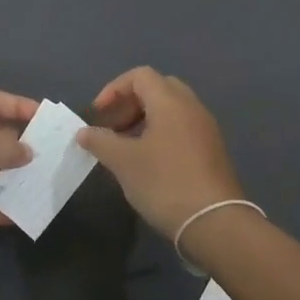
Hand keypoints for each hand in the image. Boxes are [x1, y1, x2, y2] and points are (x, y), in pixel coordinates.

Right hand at [76, 67, 245, 238]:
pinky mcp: (212, 151)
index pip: (140, 76)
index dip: (114, 89)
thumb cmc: (165, 183)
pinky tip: (149, 163)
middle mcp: (192, 107)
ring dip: (145, 121)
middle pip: (158, 88)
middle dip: (130, 104)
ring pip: (171, 110)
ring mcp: (206, 129)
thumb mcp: (123, 162)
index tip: (99, 115)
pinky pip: (182, 128)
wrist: (215, 223)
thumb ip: (100, 141)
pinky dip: (161, 135)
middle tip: (113, 128)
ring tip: (126, 149)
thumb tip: (84, 132)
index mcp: (171, 101)